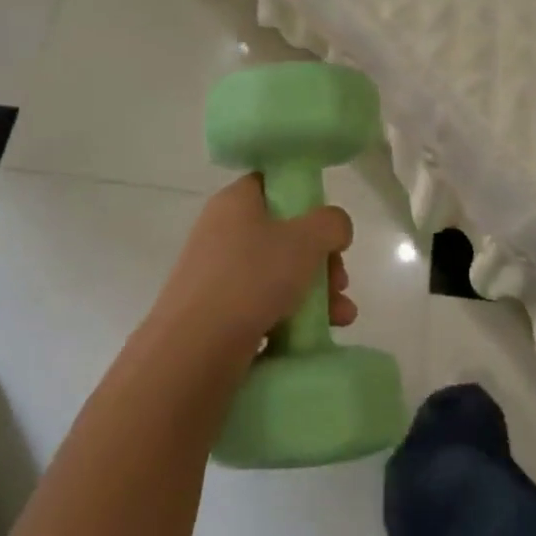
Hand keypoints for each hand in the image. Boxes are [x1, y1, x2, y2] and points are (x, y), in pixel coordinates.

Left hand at [153, 175, 356, 347]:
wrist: (193, 351)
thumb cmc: (251, 278)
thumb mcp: (306, 239)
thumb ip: (331, 223)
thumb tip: (334, 228)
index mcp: (236, 201)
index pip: (273, 184)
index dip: (305, 199)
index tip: (327, 226)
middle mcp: (222, 231)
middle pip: (283, 233)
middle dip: (321, 258)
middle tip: (340, 280)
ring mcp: (217, 274)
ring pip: (277, 273)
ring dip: (316, 291)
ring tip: (342, 315)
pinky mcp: (217, 313)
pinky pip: (263, 305)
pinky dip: (292, 316)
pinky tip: (320, 334)